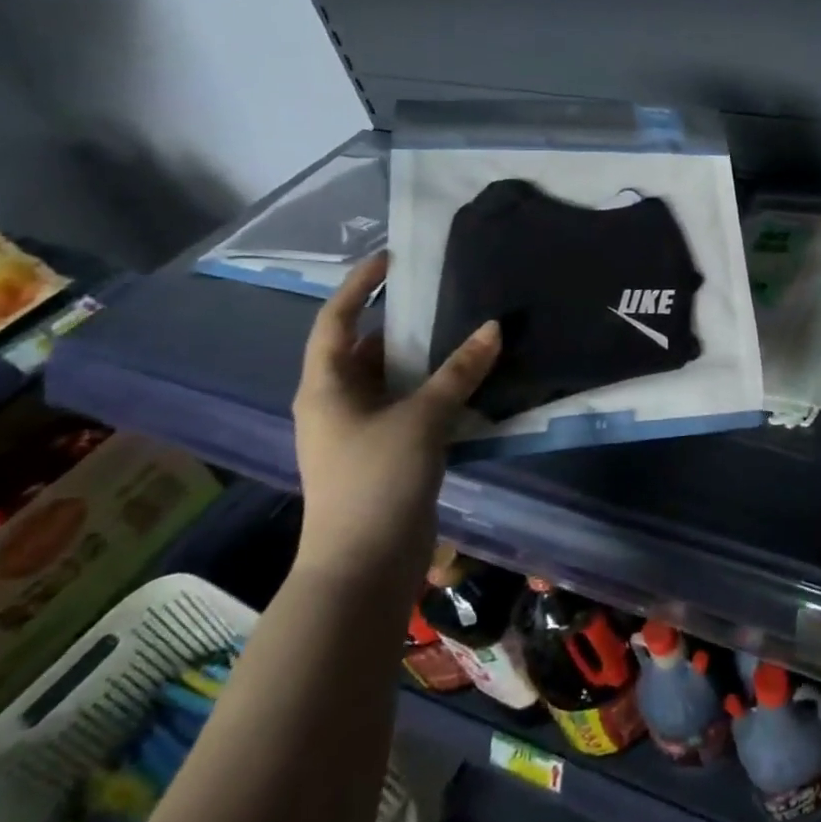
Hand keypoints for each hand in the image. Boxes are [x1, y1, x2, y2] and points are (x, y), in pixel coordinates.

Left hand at [290, 252, 501, 591]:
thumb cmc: (377, 480)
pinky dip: (431, 389)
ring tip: (461, 328)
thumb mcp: (422, 418)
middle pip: (363, 348)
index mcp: (326, 387)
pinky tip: (467, 381)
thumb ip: (459, 371)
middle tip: (441, 292)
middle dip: (397, 321)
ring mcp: (357, 431)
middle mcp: (335, 403)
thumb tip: (494, 327)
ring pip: (388, 379)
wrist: (364, 563)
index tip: (391, 258)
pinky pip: (406, 405)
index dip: (359, 286)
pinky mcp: (382, 453)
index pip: (335, 321)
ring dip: (420, 357)